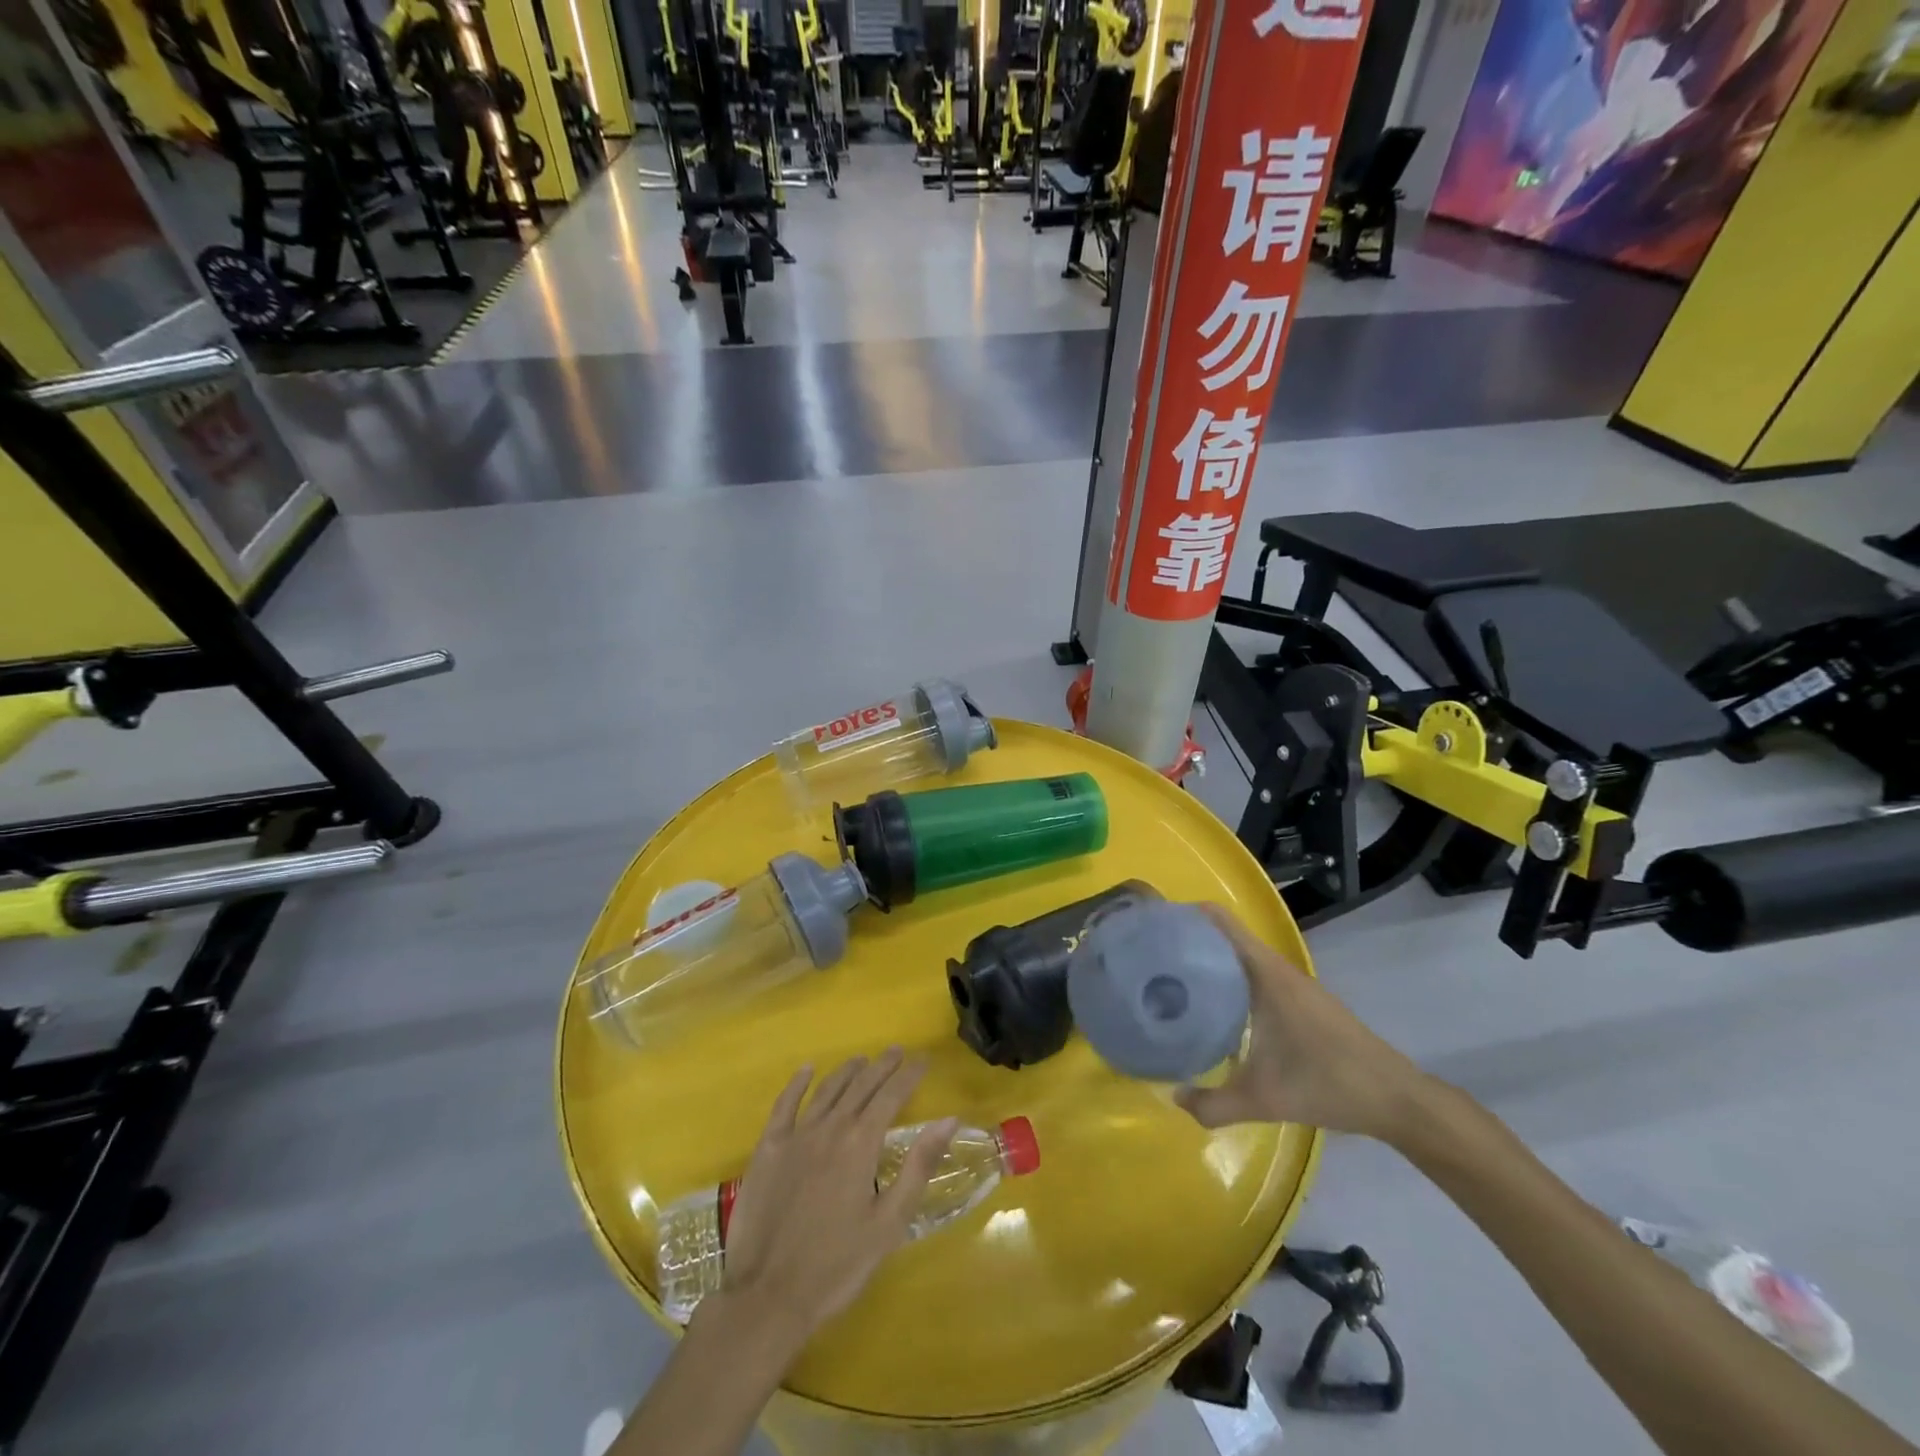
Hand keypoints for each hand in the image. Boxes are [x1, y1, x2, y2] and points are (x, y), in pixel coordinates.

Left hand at [716, 1049, 956, 1348]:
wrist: (768, 1295)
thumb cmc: (837, 1265)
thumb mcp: (889, 1222)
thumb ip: (919, 1166)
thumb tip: (948, 1120)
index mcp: (861, 1143)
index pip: (891, 1096)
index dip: (909, 1075)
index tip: (924, 1060)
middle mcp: (830, 1128)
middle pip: (861, 1086)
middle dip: (882, 1066)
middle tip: (897, 1051)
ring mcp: (795, 1136)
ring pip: (827, 1090)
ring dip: (847, 1071)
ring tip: (862, 1059)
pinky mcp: (768, 1149)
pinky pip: (784, 1104)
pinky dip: (797, 1083)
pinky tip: (807, 1070)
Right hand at [1174, 904, 1427, 1141]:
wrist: (1395, 1098)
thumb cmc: (1329, 1084)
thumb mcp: (1264, 1099)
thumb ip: (1214, 1104)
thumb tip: (1174, 1098)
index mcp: (1266, 974)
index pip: (1220, 922)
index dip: (1186, 915)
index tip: (1152, 925)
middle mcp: (1277, 968)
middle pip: (1224, 935)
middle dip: (1189, 939)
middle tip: (1150, 956)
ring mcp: (1291, 983)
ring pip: (1240, 956)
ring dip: (1209, 959)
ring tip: (1172, 978)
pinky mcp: (1299, 999)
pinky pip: (1253, 973)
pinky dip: (1229, 977)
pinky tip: (1214, 1007)